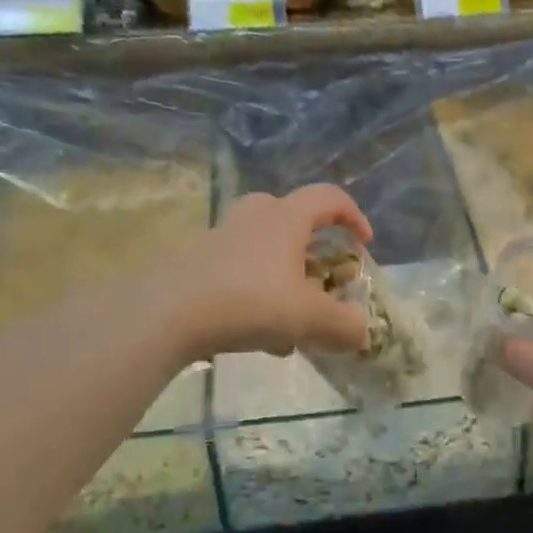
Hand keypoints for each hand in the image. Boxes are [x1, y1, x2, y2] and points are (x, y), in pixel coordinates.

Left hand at [172, 185, 373, 360]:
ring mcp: (221, 236)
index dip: (353, 216)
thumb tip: (361, 332)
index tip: (364, 244)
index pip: (329, 197)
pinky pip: (239, 270)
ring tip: (292, 322)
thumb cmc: (249, 302)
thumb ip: (343, 326)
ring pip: (264, 247)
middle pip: (291, 216)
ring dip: (284, 276)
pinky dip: (256, 293)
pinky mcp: (197, 261)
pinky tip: (258, 335)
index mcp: (287, 218)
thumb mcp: (309, 319)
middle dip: (312, 246)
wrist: (167, 312)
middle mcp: (254, 216)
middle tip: (320, 275)